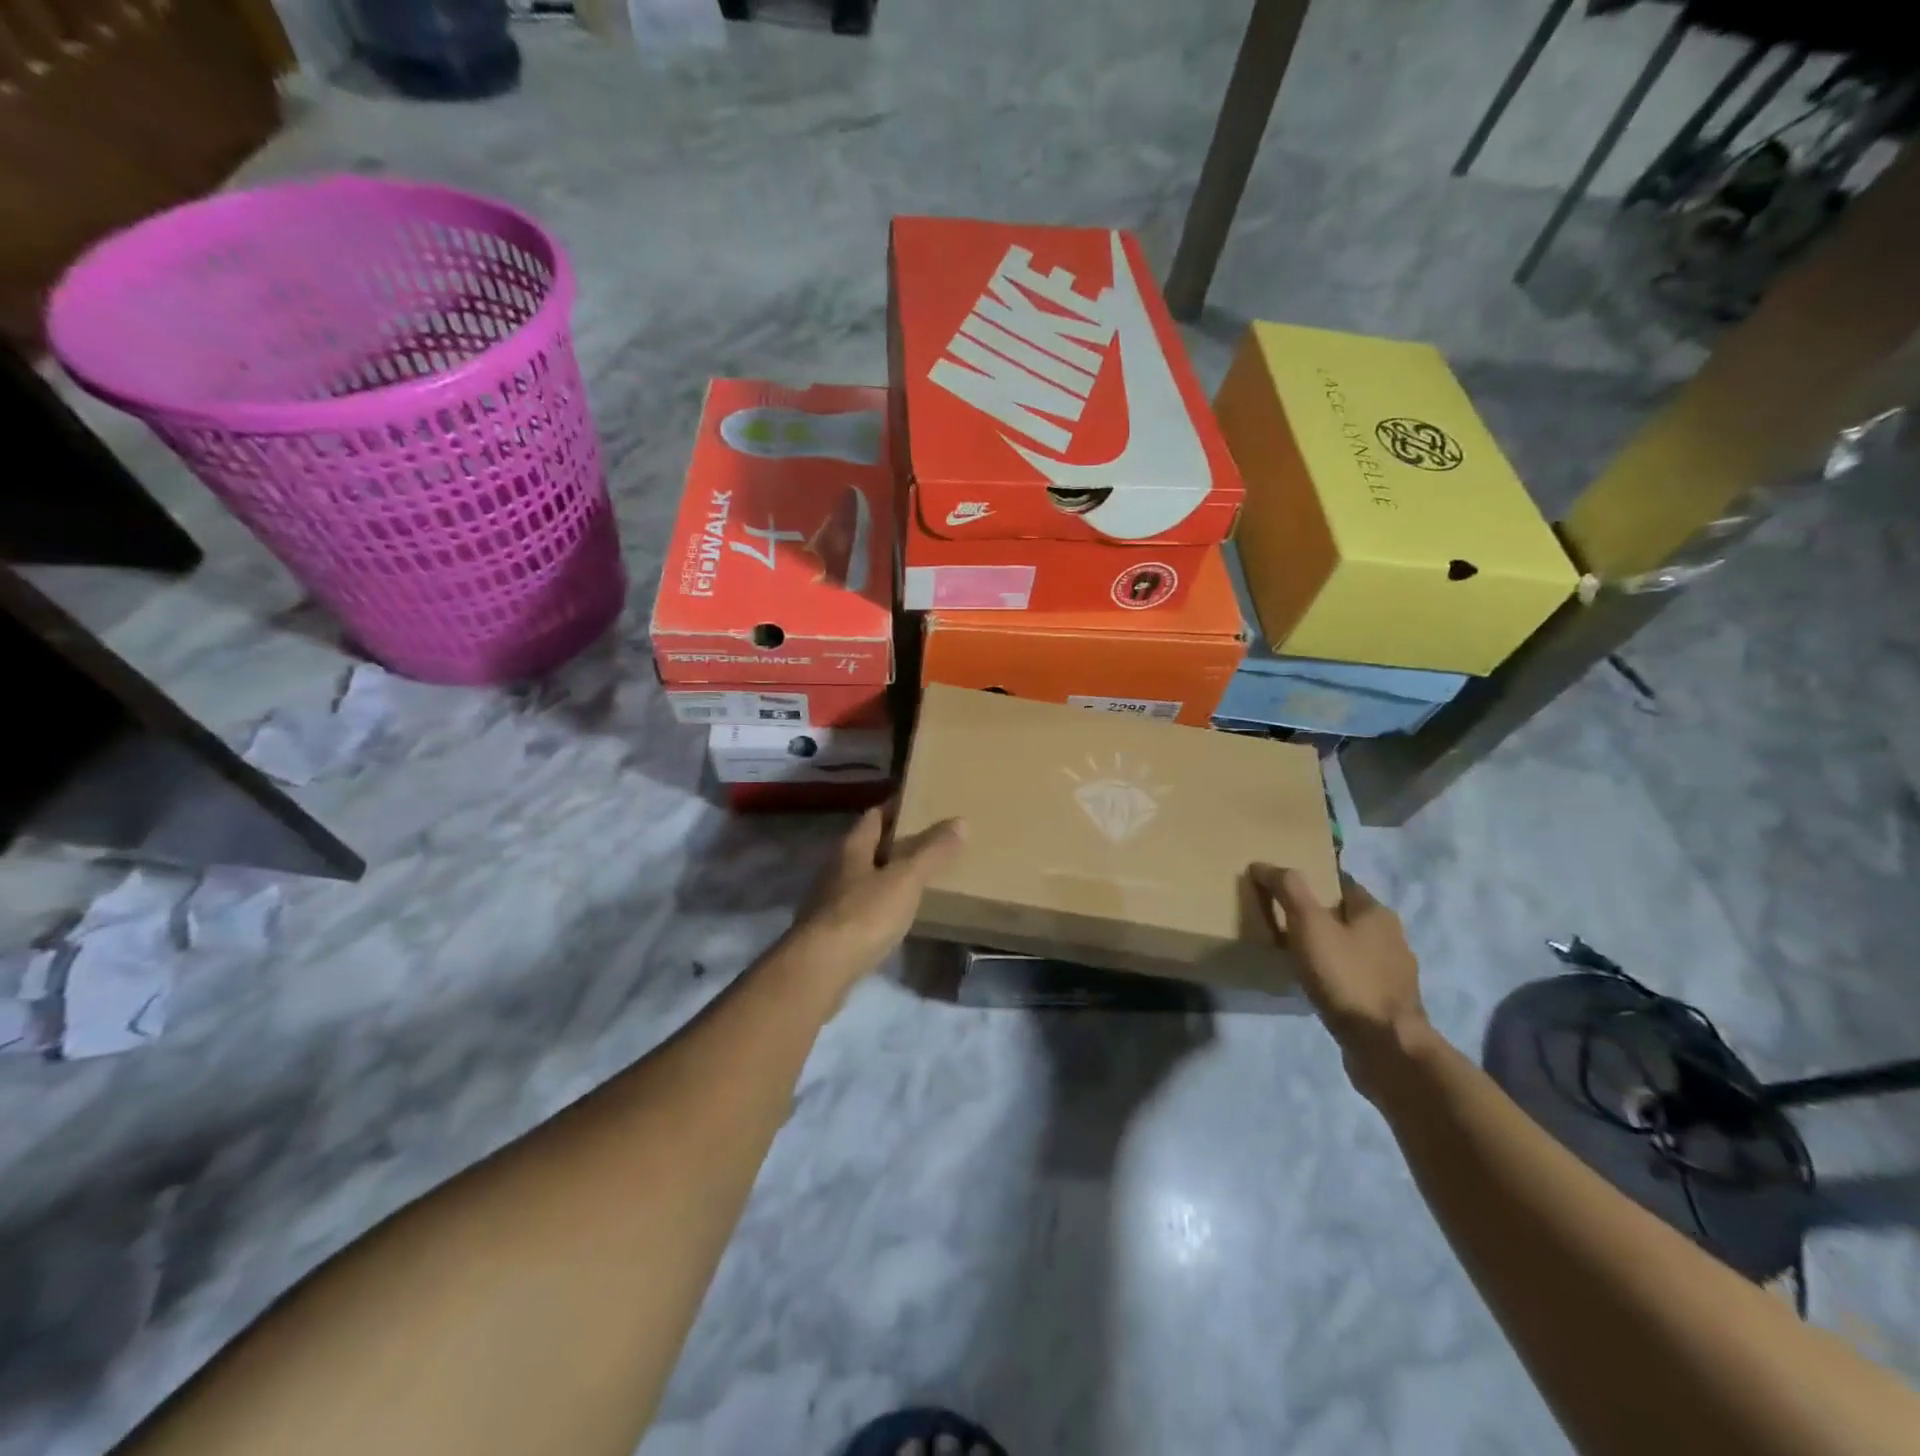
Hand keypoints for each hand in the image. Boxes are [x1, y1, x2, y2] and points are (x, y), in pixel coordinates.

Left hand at [788, 807, 964, 990]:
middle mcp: (836, 867)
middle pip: (867, 846)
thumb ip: (932, 852)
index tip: (921, 804)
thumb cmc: (864, 914)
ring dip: (886, 874)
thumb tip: (960, 821)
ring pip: (863, 877)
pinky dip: (879, 904)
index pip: (875, 815)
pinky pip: (860, 907)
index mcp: (852, 847)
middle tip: (929, 841)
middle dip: (895, 842)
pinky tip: (897, 915)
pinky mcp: (831, 930)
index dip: (896, 808)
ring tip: (918, 877)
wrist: (820, 968)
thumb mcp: (906, 879)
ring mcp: (829, 900)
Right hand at [1251, 866, 1428, 1087]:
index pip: (1342, 883)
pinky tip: (1316, 985)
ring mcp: (1394, 973)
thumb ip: (1288, 889)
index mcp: (1377, 913)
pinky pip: (1356, 978)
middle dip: (1319, 915)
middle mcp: (1392, 938)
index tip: (1285, 887)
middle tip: (1283, 919)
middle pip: (1348, 915)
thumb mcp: (1309, 925)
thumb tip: (1263, 864)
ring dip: (1329, 948)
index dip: (1314, 881)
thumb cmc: (1346, 977)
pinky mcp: (1388, 1004)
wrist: (1385, 1046)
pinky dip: (1336, 976)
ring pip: (1353, 948)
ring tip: (1295, 954)